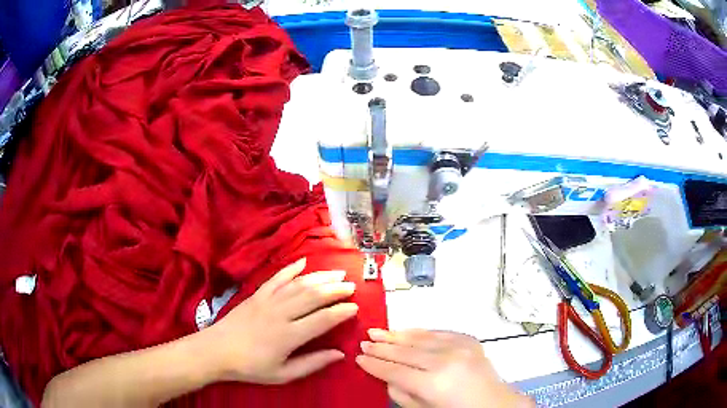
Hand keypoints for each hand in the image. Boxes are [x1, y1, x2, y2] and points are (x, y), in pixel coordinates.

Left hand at [201, 258, 357, 384]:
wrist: (216, 350)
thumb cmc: (250, 367)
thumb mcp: (283, 374)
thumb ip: (312, 364)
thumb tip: (339, 354)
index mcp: (288, 336)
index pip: (322, 320)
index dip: (341, 312)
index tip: (355, 307)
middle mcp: (280, 313)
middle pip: (313, 296)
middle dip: (335, 289)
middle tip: (351, 286)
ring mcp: (267, 301)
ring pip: (298, 284)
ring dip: (320, 277)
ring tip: (337, 273)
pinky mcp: (257, 294)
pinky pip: (277, 278)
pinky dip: (291, 268)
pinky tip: (304, 262)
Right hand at [356, 329, 533, 407]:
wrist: (495, 403)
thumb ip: (402, 394)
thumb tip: (387, 376)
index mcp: (433, 384)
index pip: (395, 371)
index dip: (375, 364)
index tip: (359, 357)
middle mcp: (446, 361)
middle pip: (405, 351)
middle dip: (382, 347)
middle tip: (364, 341)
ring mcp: (460, 347)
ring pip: (420, 337)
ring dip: (397, 335)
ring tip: (378, 331)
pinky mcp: (469, 340)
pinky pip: (439, 332)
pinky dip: (420, 332)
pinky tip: (406, 331)